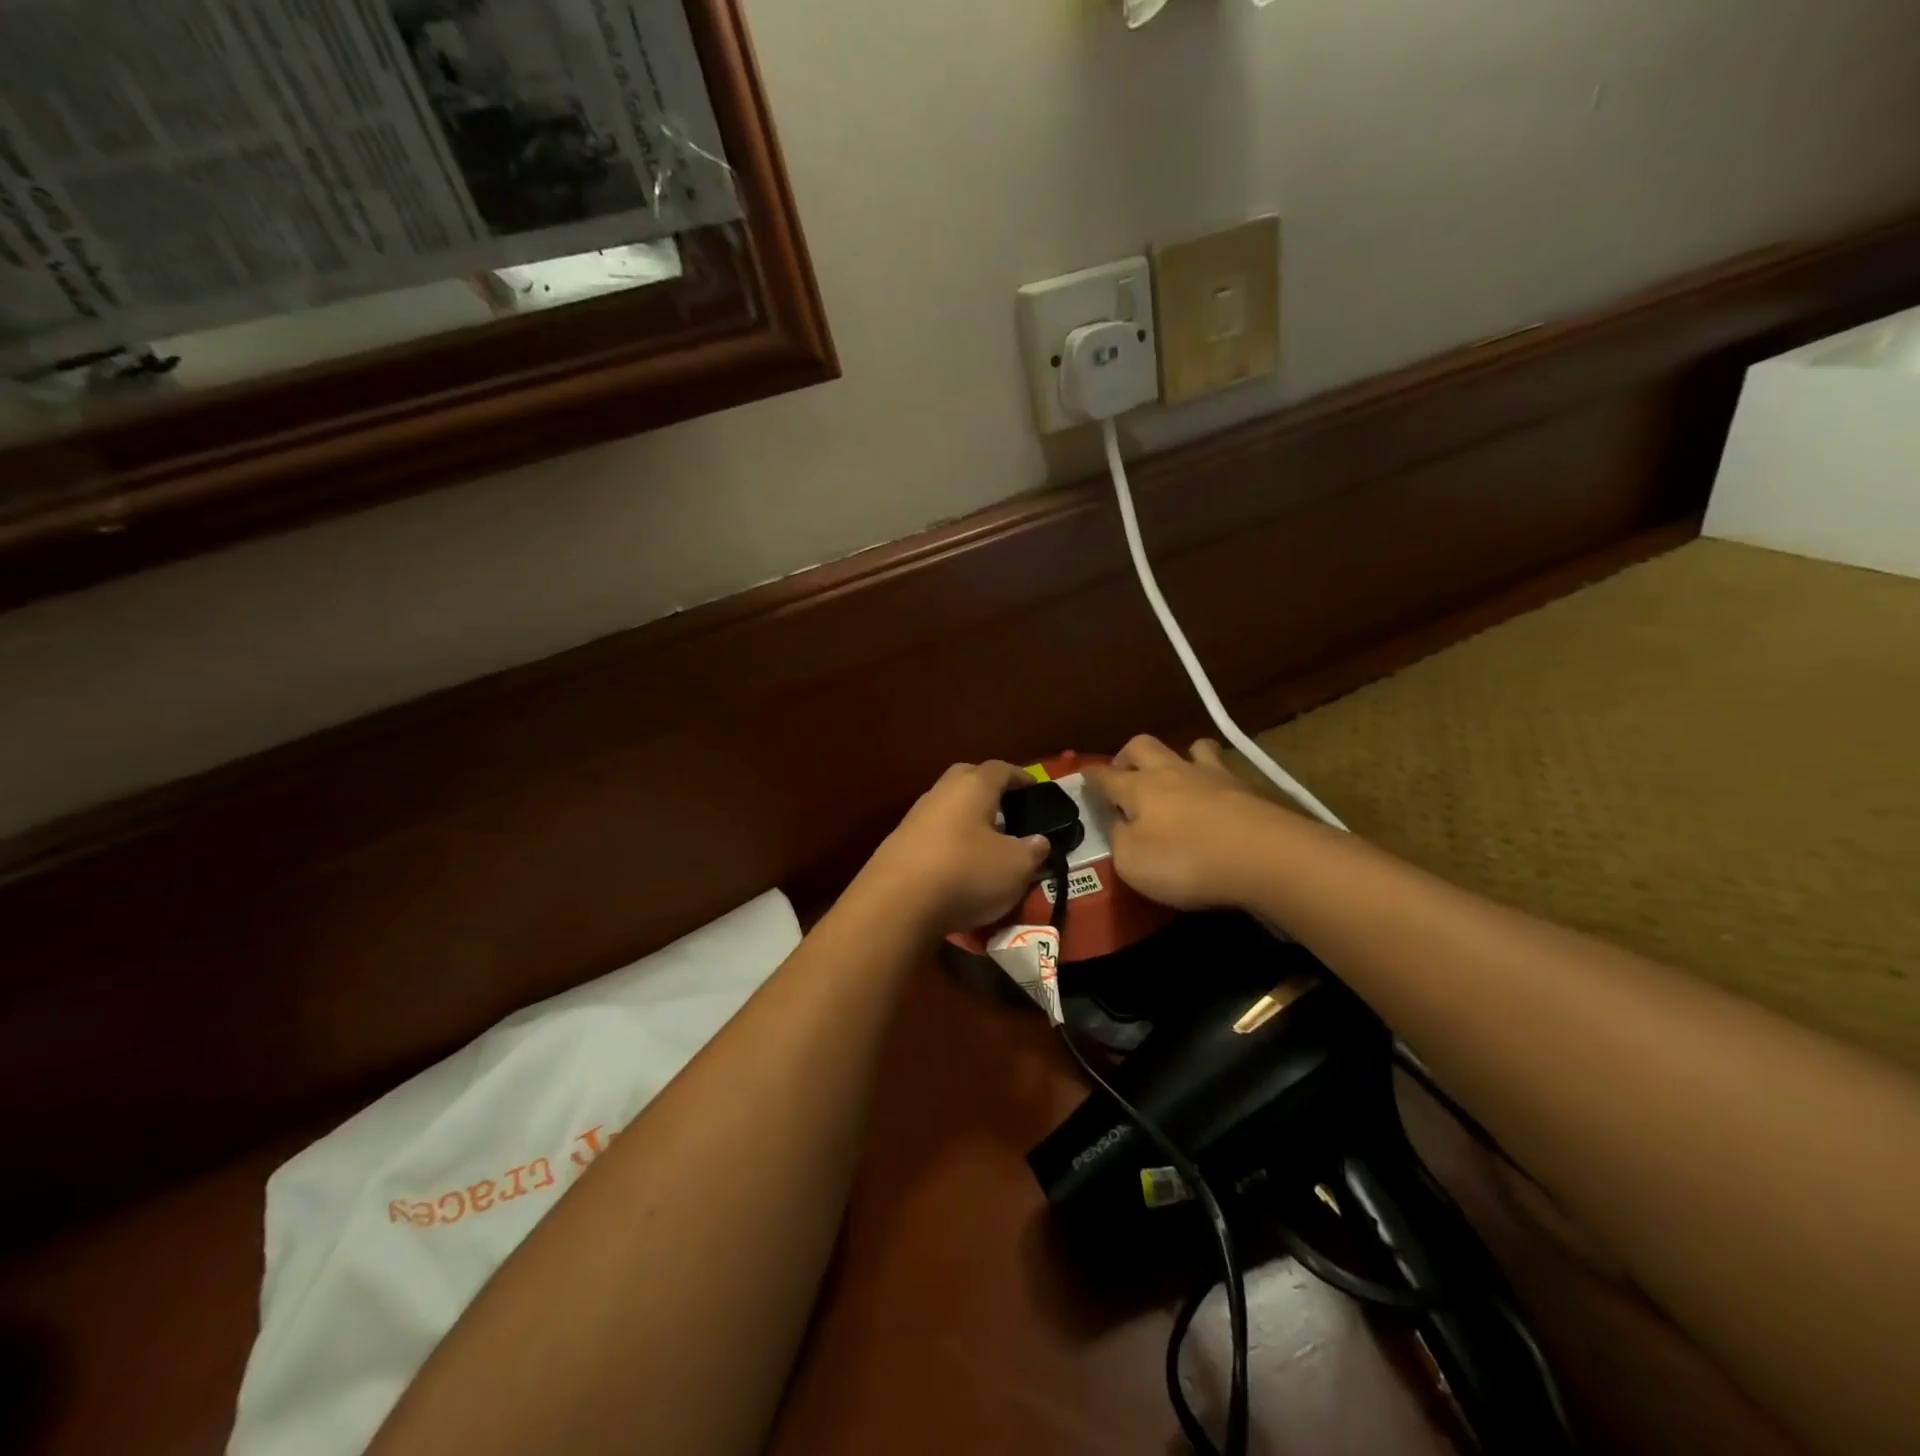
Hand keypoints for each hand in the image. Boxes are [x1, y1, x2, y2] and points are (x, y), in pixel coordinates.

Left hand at [858, 761, 1051, 934]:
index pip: (1001, 769)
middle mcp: (941, 792)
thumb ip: (1032, 851)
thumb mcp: (1016, 866)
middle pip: (967, 779)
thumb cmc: (966, 873)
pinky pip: (933, 834)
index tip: (1035, 789)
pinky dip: (950, 843)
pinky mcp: (898, 845)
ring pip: (948, 807)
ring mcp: (915, 818)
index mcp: (973, 786)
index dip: (1021, 777)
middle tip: (1009, 811)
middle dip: (989, 791)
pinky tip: (959, 866)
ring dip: (967, 820)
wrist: (895, 904)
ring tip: (987, 844)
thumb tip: (1038, 841)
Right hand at [1084, 736, 1275, 909]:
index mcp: (1139, 787)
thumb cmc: (1187, 860)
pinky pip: (1225, 770)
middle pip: (1143, 746)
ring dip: (1179, 756)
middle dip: (1128, 755)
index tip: (1083, 776)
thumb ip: (1119, 839)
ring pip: (1192, 747)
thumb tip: (1118, 824)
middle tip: (1124, 772)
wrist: (1266, 856)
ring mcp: (1214, 775)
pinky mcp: (1248, 789)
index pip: (1106, 776)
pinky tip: (1218, 795)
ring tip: (1178, 774)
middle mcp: (1172, 771)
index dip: (1092, 777)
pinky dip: (1215, 778)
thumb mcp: (1133, 862)